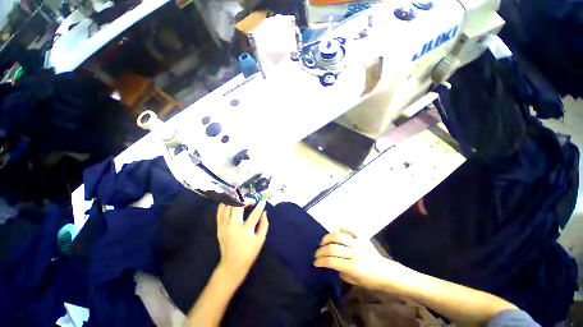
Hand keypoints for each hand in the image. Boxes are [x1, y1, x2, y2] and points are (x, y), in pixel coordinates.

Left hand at [216, 200, 268, 282]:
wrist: (232, 265)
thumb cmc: (249, 253)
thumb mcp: (260, 240)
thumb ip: (264, 225)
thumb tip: (265, 212)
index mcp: (245, 231)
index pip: (254, 215)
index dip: (260, 206)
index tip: (263, 200)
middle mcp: (233, 227)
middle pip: (237, 207)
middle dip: (244, 199)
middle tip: (249, 195)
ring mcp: (225, 227)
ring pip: (227, 208)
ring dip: (233, 199)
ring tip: (239, 195)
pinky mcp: (219, 228)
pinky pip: (219, 213)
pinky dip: (223, 205)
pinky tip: (228, 200)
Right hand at [314, 228, 394, 289]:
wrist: (385, 273)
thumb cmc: (369, 280)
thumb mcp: (353, 280)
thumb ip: (340, 270)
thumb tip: (329, 262)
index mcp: (353, 267)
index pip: (332, 261)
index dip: (321, 261)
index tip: (315, 261)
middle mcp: (355, 253)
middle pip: (333, 248)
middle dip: (321, 250)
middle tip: (317, 252)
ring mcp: (359, 243)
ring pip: (339, 236)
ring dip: (328, 238)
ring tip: (323, 241)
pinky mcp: (363, 238)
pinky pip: (351, 229)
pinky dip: (343, 227)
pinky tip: (338, 230)